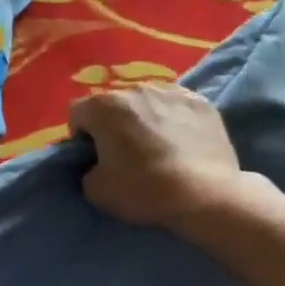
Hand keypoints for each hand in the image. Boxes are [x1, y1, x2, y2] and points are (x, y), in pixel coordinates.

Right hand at [68, 83, 252, 232]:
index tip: (94, 156)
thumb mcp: (95, 190)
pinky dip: (173, 117)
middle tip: (125, 152)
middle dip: (113, 123)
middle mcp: (133, 89)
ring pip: (145, 100)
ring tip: (157, 145)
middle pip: (112, 104)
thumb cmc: (144, 189)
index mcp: (102, 106)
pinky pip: (175, 104)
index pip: (77, 113)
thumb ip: (86, 170)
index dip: (81, 136)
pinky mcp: (199, 101)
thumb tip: (95, 164)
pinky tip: (182, 140)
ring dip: (143, 117)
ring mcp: (169, 91)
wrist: (207, 196)